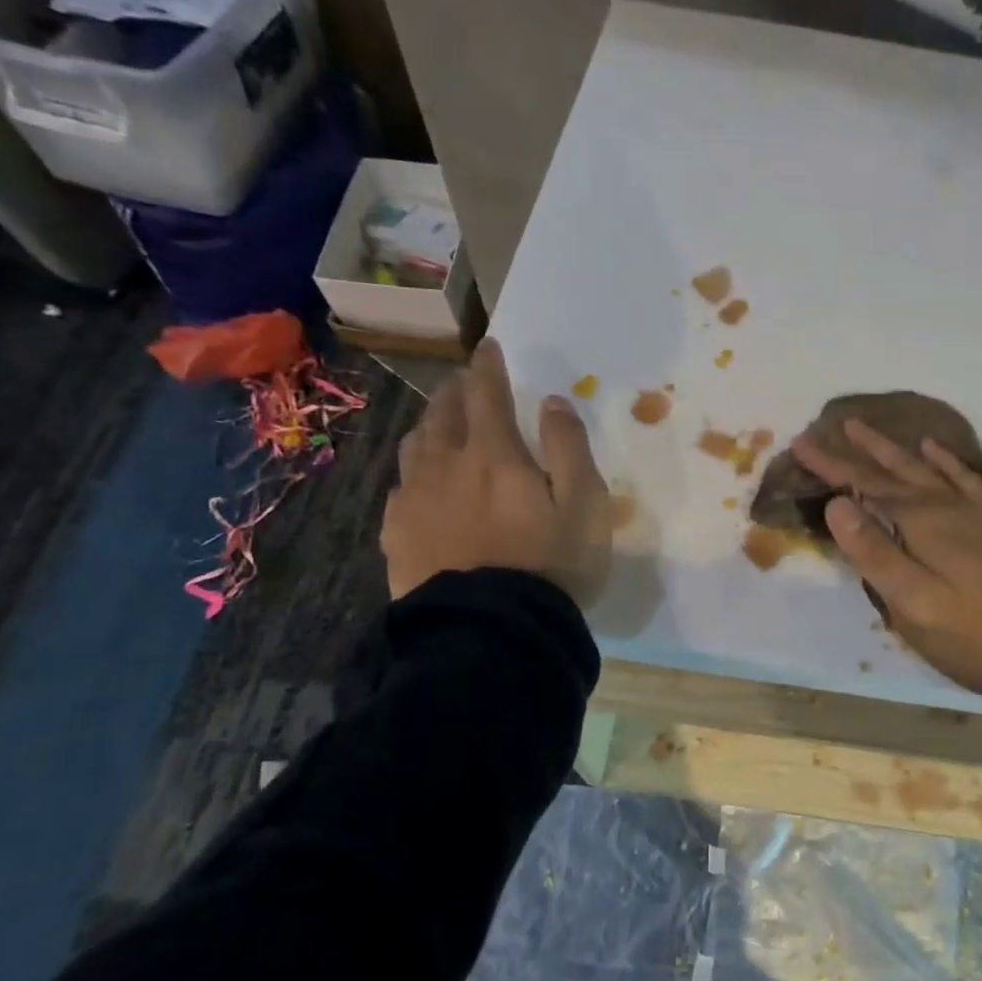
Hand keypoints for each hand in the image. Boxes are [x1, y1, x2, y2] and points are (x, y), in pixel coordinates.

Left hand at [381, 338, 610, 605]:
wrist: (492, 633)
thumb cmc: (551, 566)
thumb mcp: (585, 505)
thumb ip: (569, 447)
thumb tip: (552, 402)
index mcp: (494, 455)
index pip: (487, 394)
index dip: (488, 367)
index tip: (488, 347)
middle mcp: (445, 467)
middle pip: (443, 414)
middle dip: (455, 391)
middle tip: (463, 382)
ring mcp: (414, 502)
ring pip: (414, 447)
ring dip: (429, 425)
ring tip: (439, 424)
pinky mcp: (397, 538)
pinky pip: (398, 491)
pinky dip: (412, 475)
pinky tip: (418, 486)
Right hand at [793, 419, 981, 695]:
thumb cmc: (972, 633)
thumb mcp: (913, 603)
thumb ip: (874, 552)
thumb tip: (837, 504)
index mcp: (921, 522)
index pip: (866, 485)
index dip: (832, 465)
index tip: (801, 443)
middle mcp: (946, 506)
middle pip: (895, 470)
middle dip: (860, 450)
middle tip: (833, 425)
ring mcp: (975, 513)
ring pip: (926, 469)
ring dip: (896, 449)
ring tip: (870, 430)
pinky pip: (965, 479)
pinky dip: (946, 461)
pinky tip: (935, 451)